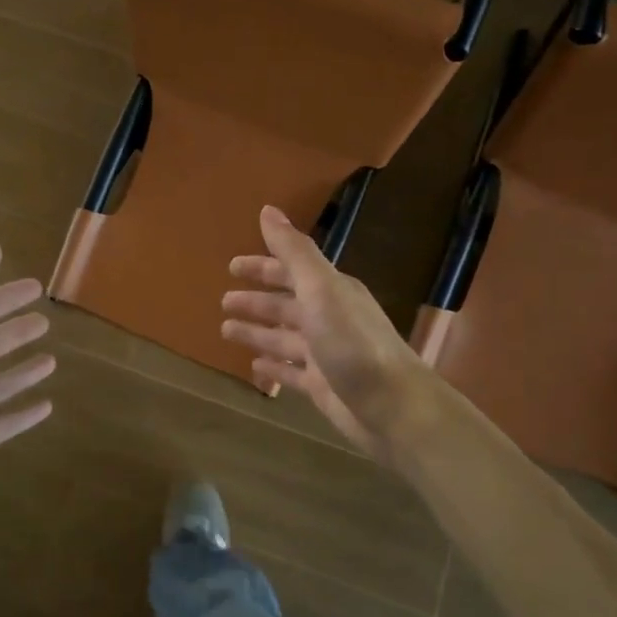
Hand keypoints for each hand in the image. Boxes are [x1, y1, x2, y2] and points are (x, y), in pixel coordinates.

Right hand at [221, 206, 430, 461]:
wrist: (392, 406)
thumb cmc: (353, 343)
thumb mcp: (321, 289)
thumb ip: (294, 252)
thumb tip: (267, 210)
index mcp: (330, 291)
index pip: (290, 270)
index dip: (262, 267)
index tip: (231, 267)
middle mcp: (328, 317)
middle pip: (284, 304)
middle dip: (255, 301)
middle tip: (223, 302)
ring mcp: (325, 353)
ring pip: (283, 338)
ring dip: (257, 332)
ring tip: (225, 331)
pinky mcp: (322, 386)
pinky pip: (290, 372)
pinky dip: (272, 367)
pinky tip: (254, 367)